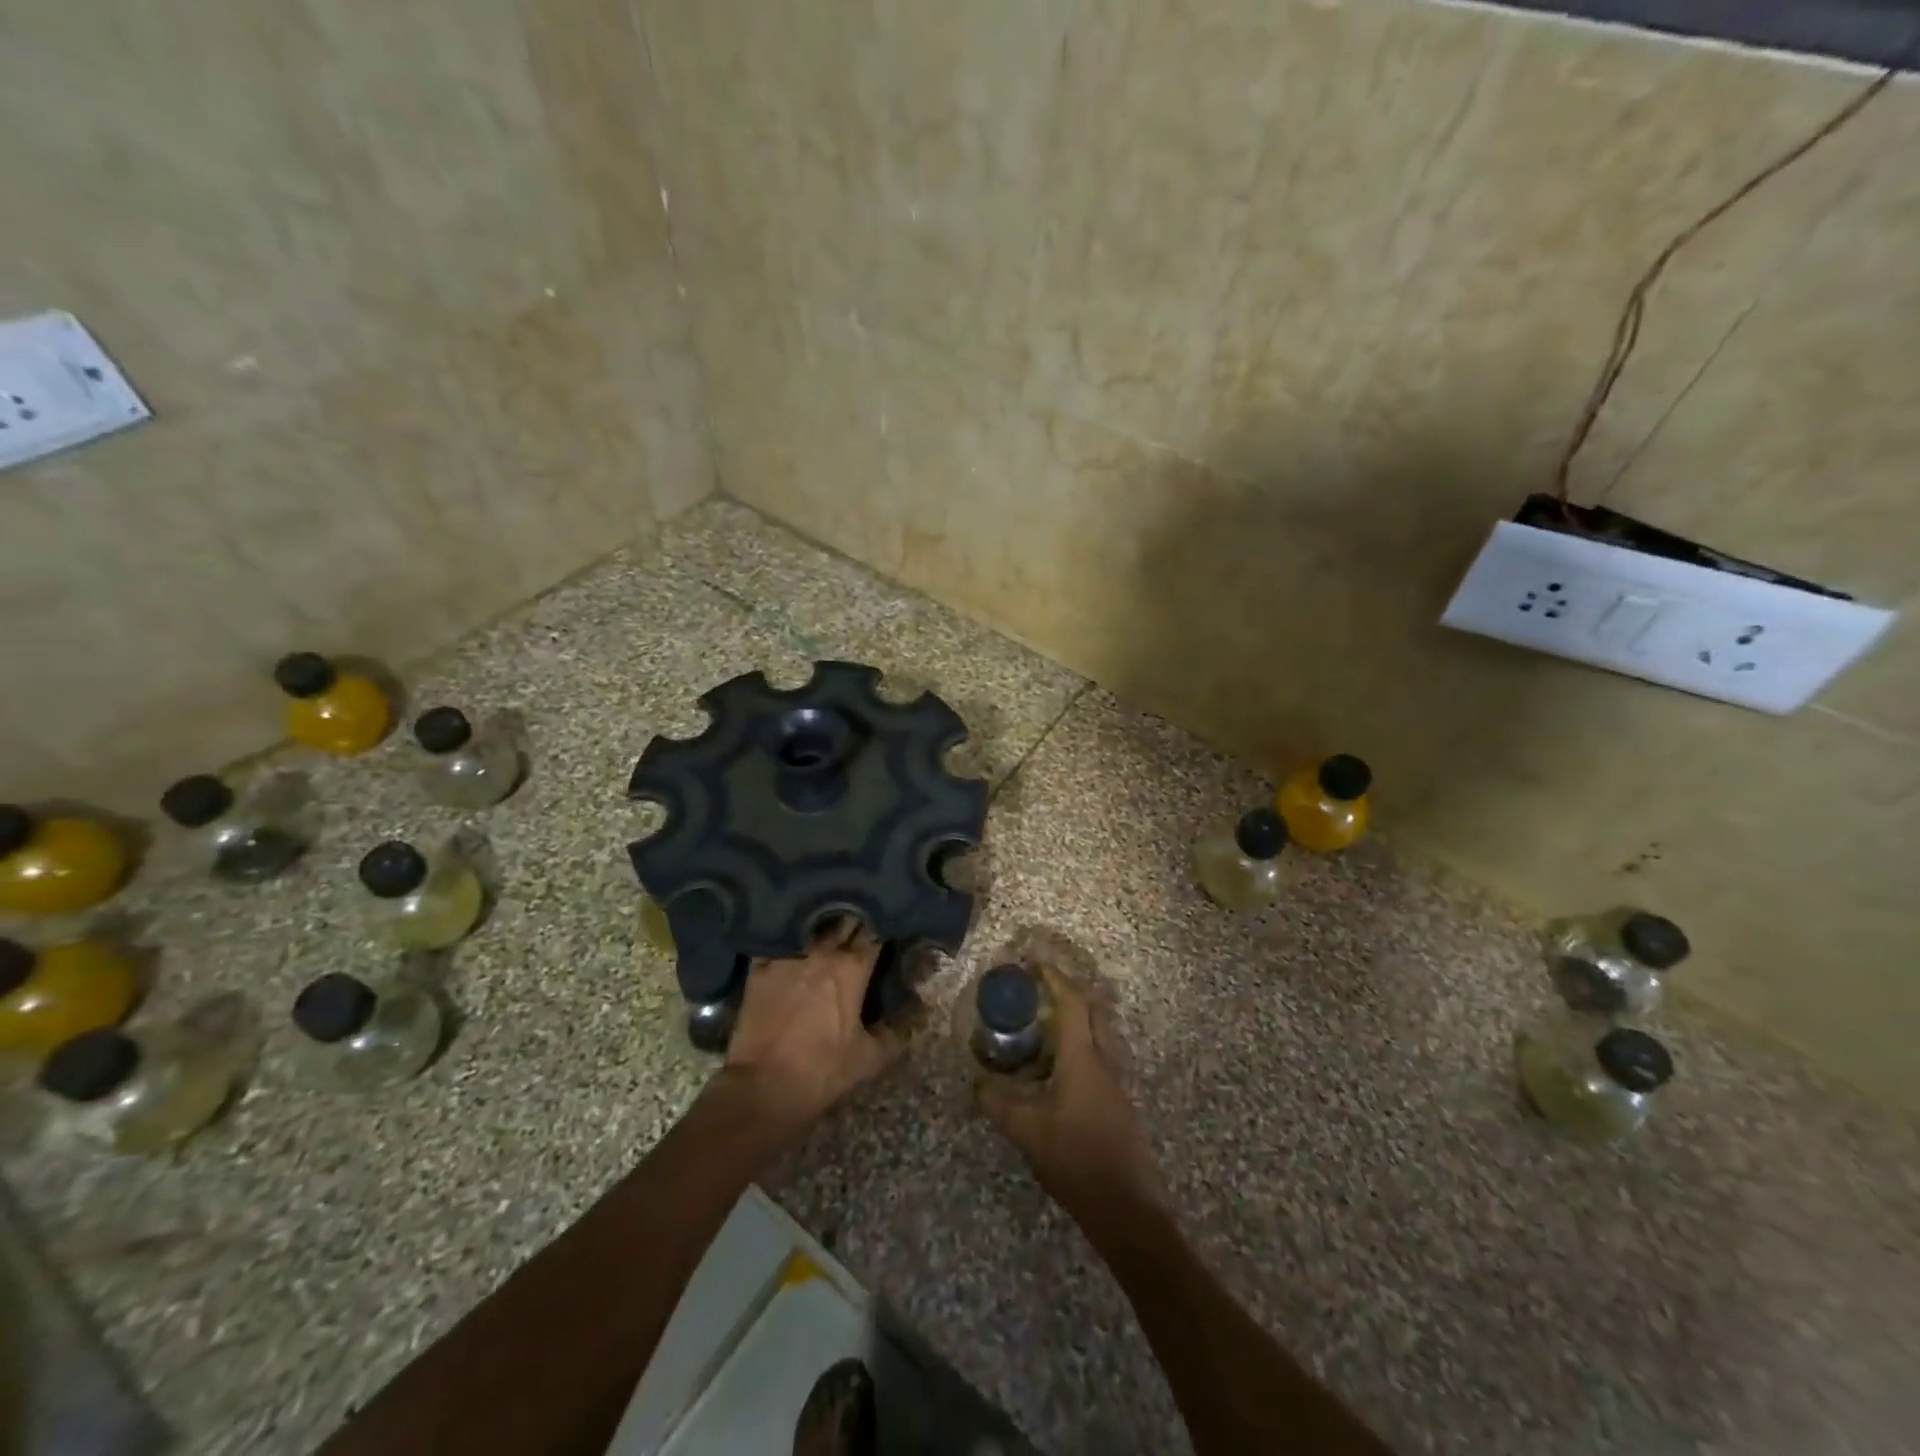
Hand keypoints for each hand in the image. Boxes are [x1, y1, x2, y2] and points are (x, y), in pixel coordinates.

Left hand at [723, 920, 903, 1133]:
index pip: (875, 933)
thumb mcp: (869, 1059)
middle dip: (855, 917)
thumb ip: (895, 1033)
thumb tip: (918, 1012)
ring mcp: (787, 956)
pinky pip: (776, 939)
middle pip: (844, 920)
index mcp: (852, 968)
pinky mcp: (759, 967)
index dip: (883, 925)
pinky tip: (791, 934)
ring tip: (830, 920)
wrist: (762, 1087)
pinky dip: (787, 935)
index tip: (888, 924)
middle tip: (862, 918)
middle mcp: (822, 952)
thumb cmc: (821, 1071)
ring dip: (823, 922)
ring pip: (811, 925)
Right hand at [975, 969, 1161, 1207]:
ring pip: (1099, 1034)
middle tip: (1037, 991)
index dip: (1054, 978)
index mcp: (1084, 1058)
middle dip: (1068, 992)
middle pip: (1092, 1011)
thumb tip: (977, 1083)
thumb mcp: (1027, 1131)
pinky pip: (1099, 1056)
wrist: (1125, 1207)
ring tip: (1042, 1026)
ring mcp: (1115, 1082)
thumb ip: (998, 1104)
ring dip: (1075, 1020)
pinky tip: (1056, 1068)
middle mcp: (1104, 1061)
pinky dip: (1079, 1046)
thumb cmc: (1076, 1159)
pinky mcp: (1117, 1101)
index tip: (1033, 964)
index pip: (1072, 1003)